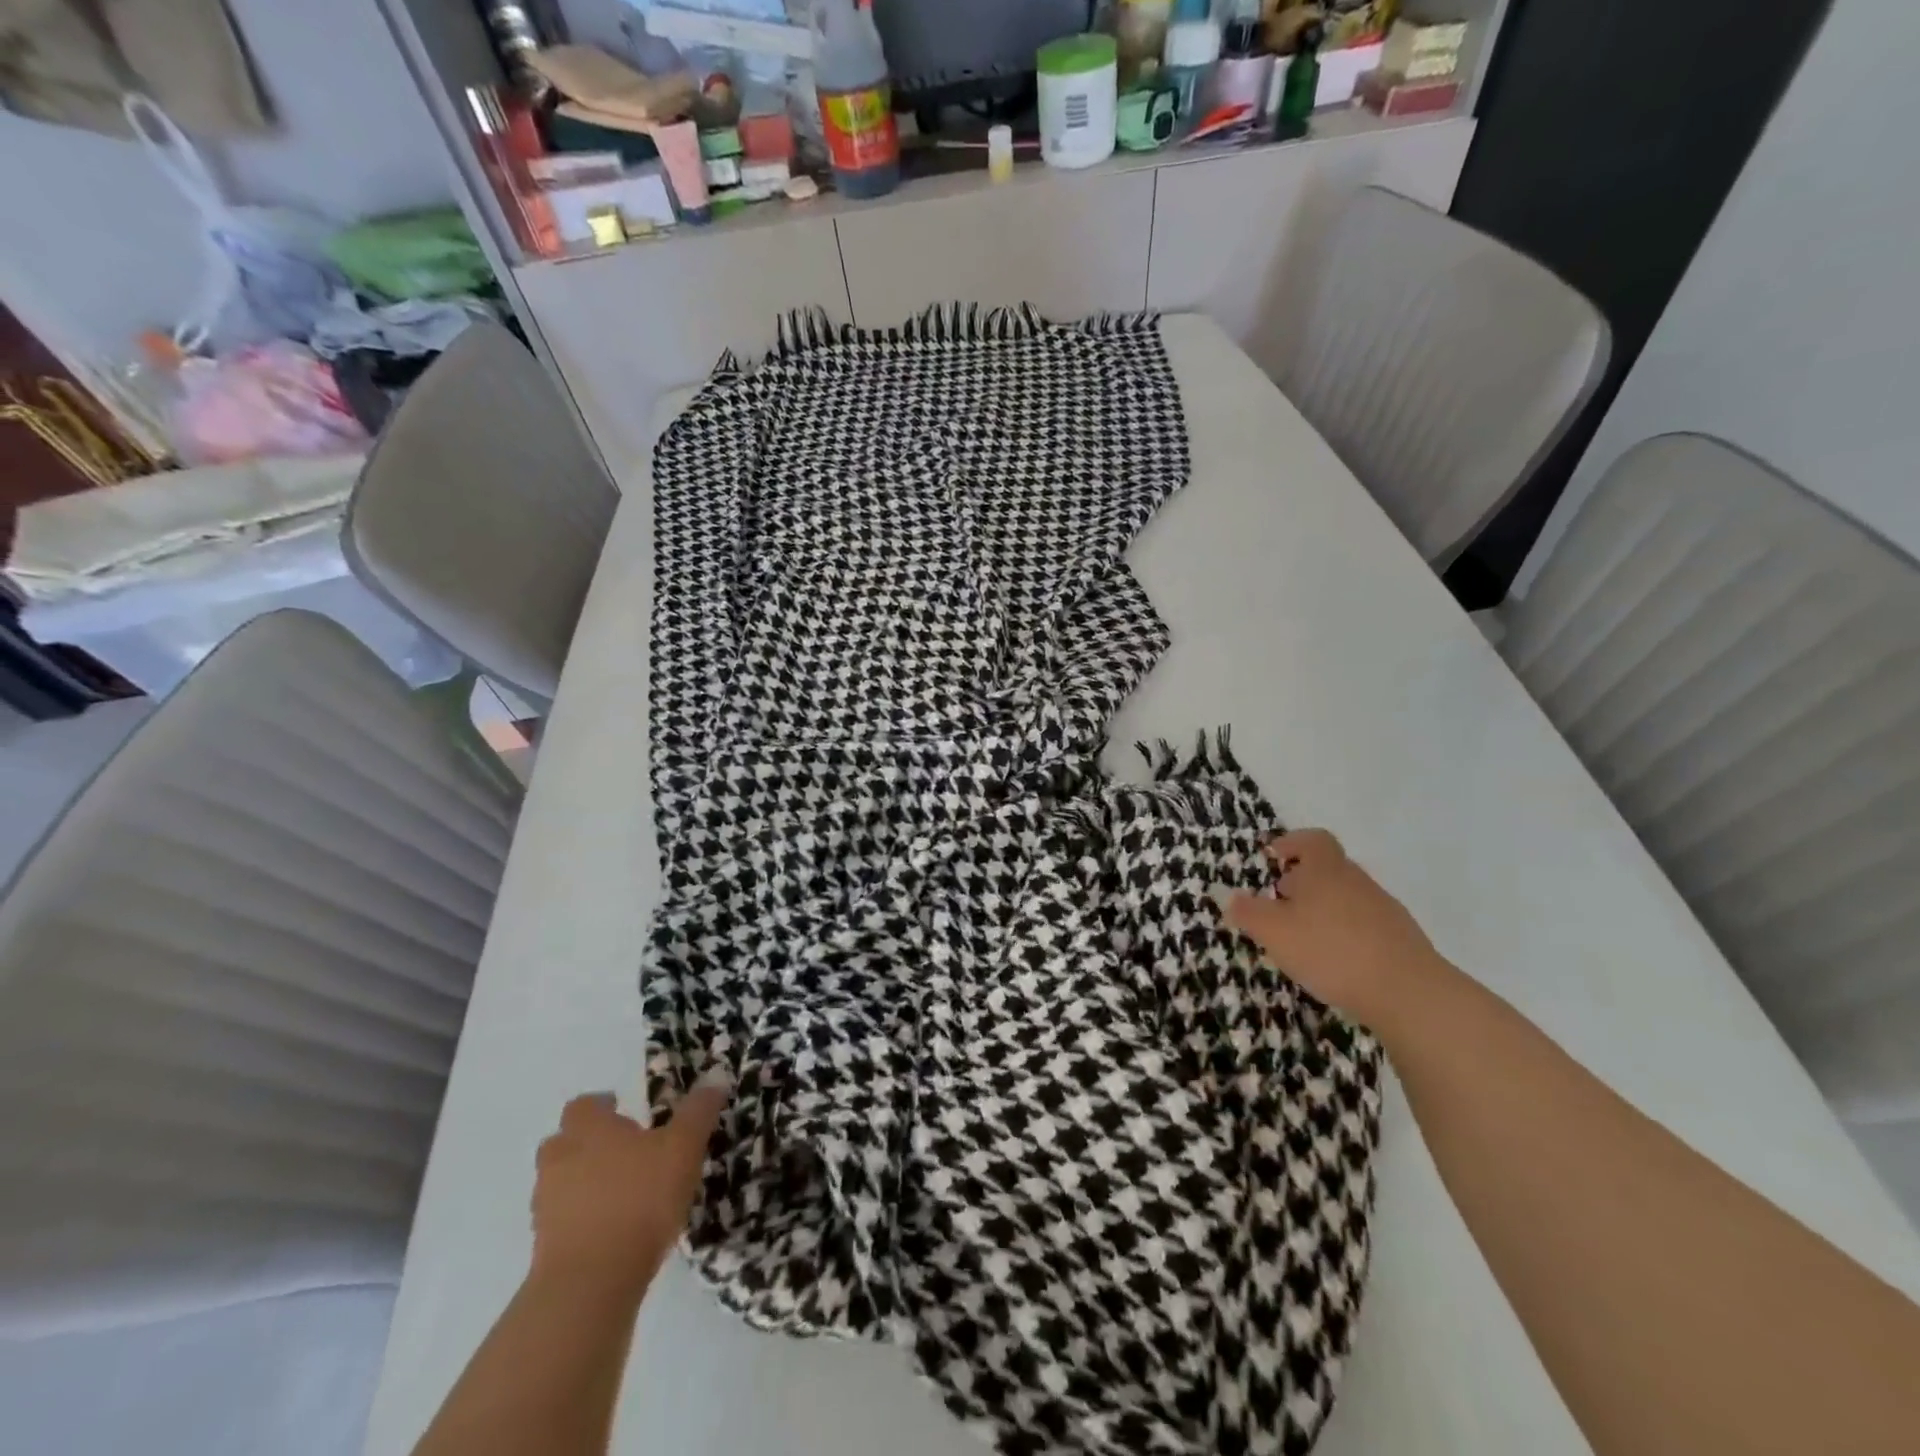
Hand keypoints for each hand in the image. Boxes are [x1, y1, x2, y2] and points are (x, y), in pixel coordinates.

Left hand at [529, 1082, 728, 1301]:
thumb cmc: (640, 1199)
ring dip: (582, 1182)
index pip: (584, 1105)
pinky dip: (581, 1219)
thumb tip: (715, 1076)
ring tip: (620, 1192)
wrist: (591, 1283)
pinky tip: (612, 1229)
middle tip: (622, 1150)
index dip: (602, 1106)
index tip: (623, 1110)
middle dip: (587, 1143)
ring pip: (560, 1181)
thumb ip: (698, 1111)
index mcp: (588, 1129)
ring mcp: (545, 1205)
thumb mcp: (683, 1148)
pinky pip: (562, 1220)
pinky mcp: (543, 1247)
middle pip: (564, 1142)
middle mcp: (560, 1160)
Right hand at [1223, 828, 1444, 1030]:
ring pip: (1346, 898)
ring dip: (1323, 909)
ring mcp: (1384, 909)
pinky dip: (1345, 933)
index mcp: (1326, 870)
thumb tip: (1228, 896)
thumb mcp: (1274, 932)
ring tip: (1304, 937)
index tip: (1273, 857)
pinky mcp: (1401, 939)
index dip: (1292, 843)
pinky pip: (1364, 924)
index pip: (1313, 840)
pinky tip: (1335, 961)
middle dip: (1302, 882)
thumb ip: (1247, 912)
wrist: (1408, 993)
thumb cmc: (1331, 950)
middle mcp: (1357, 881)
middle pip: (1329, 869)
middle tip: (1280, 903)